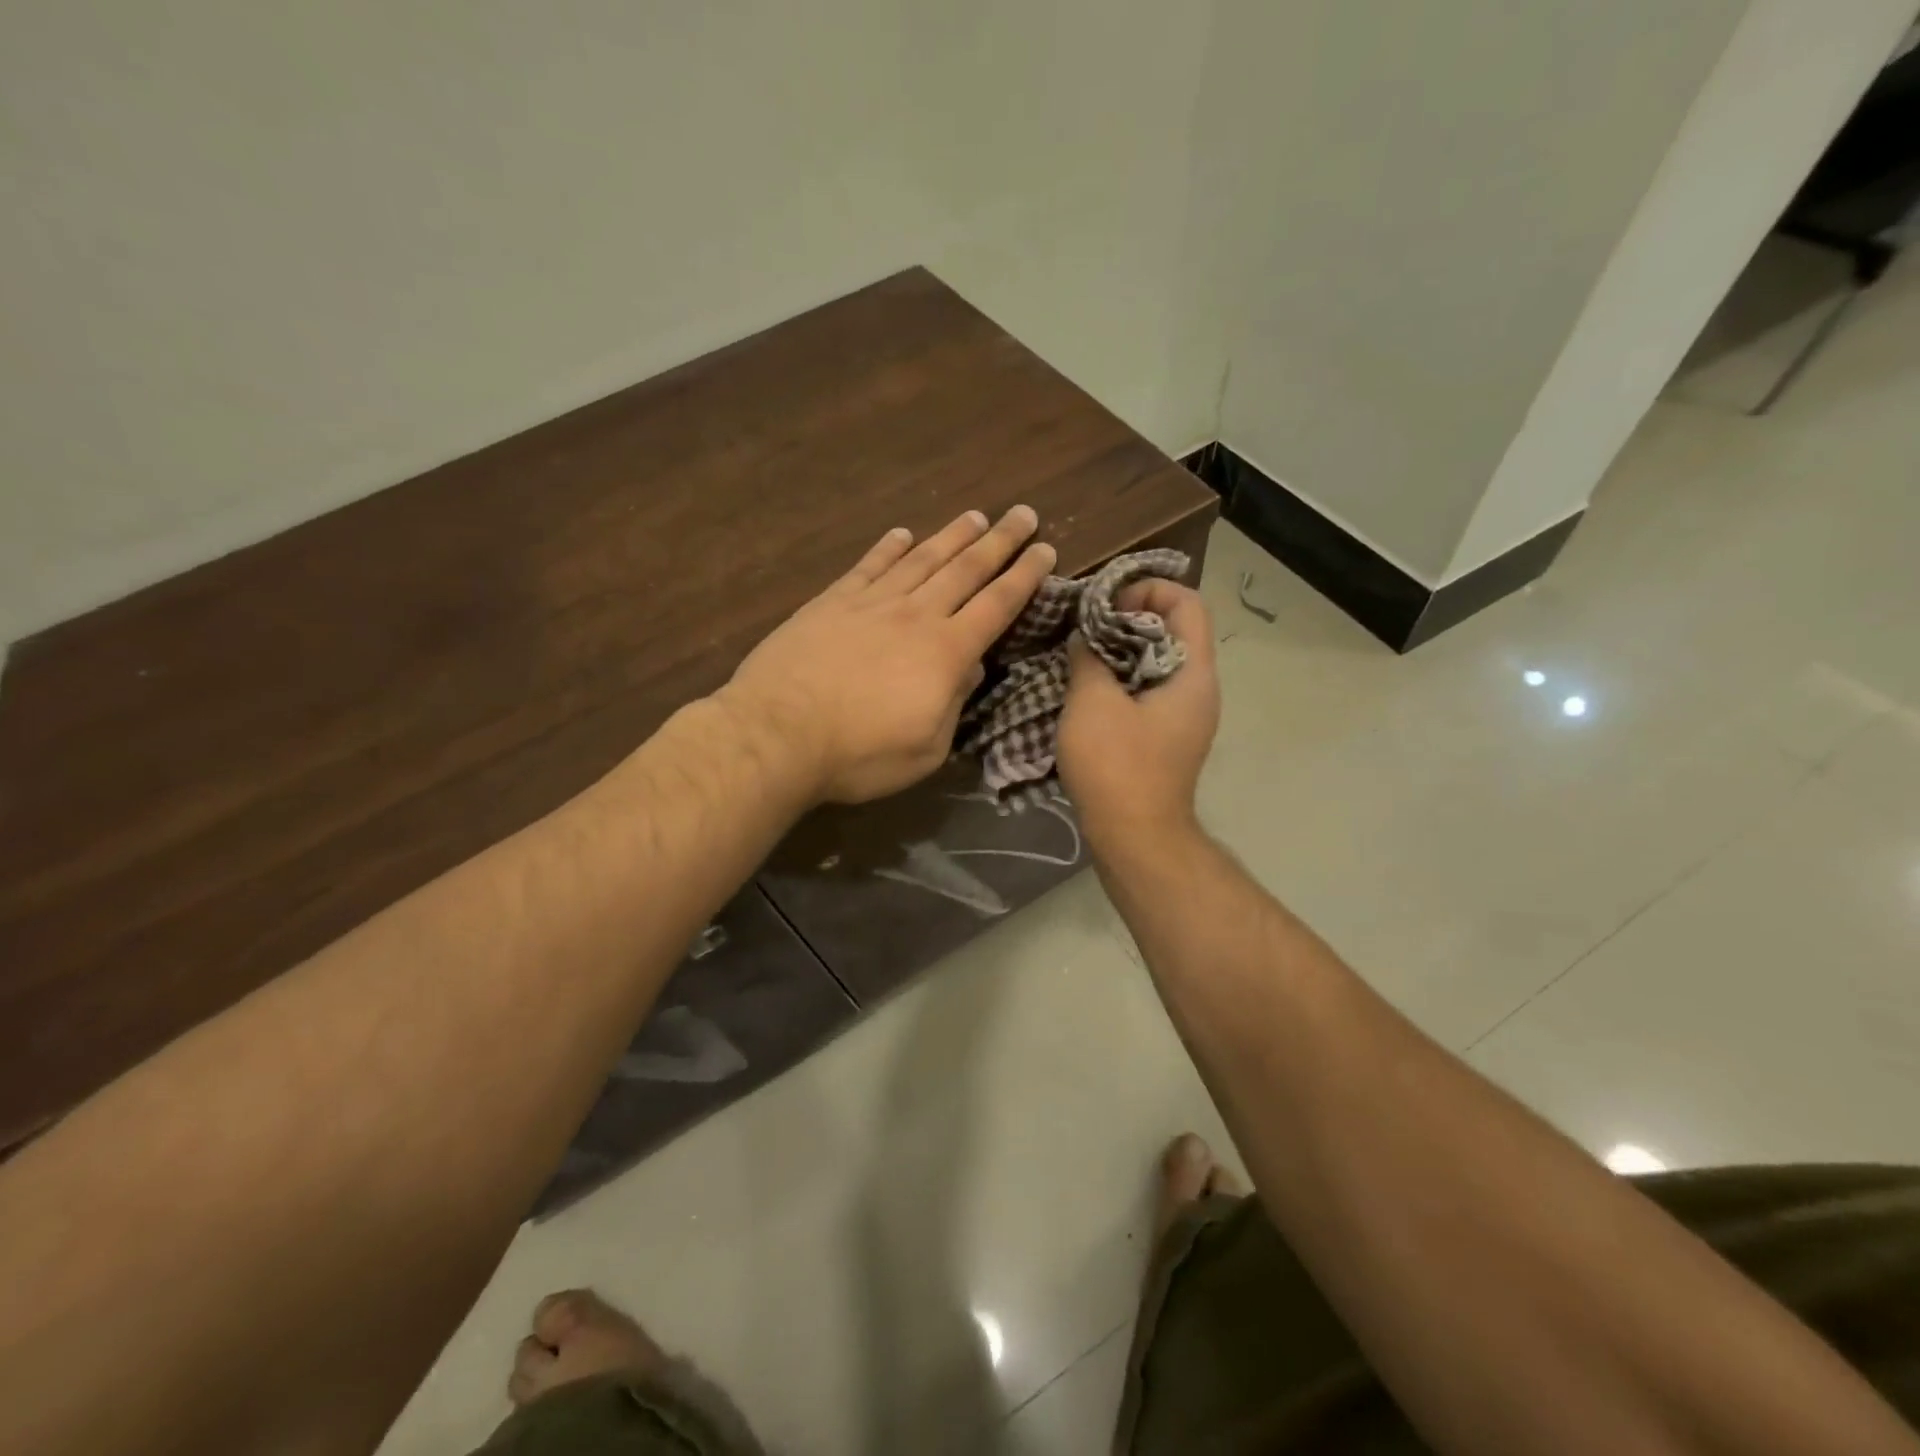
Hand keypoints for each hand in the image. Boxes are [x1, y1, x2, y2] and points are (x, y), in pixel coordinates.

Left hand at [719, 507, 1055, 802]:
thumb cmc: (859, 755)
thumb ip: (953, 704)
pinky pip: (868, 566)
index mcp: (946, 653)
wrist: (778, 734)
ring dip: (951, 536)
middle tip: (1022, 513)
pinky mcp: (831, 602)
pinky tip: (902, 534)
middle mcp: (915, 616)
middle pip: (966, 570)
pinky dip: (888, 547)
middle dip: (999, 541)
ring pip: (921, 559)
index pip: (997, 605)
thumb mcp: (926, 749)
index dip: (1025, 577)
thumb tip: (971, 668)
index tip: (1046, 550)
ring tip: (975, 516)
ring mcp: (871, 603)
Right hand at [1056, 580, 1218, 841]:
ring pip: (1156, 663)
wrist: (1135, 839)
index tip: (1106, 603)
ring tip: (1080, 654)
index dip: (1148, 589)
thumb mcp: (1093, 703)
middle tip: (1086, 626)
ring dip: (1120, 652)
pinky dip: (1120, 680)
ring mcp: (1184, 717)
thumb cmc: (1118, 766)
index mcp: (1193, 673)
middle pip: (1173, 631)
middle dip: (1128, 619)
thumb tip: (1087, 637)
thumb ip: (1090, 658)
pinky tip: (1086, 690)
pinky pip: (1147, 692)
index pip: (1188, 603)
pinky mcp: (1166, 739)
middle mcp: (1198, 690)